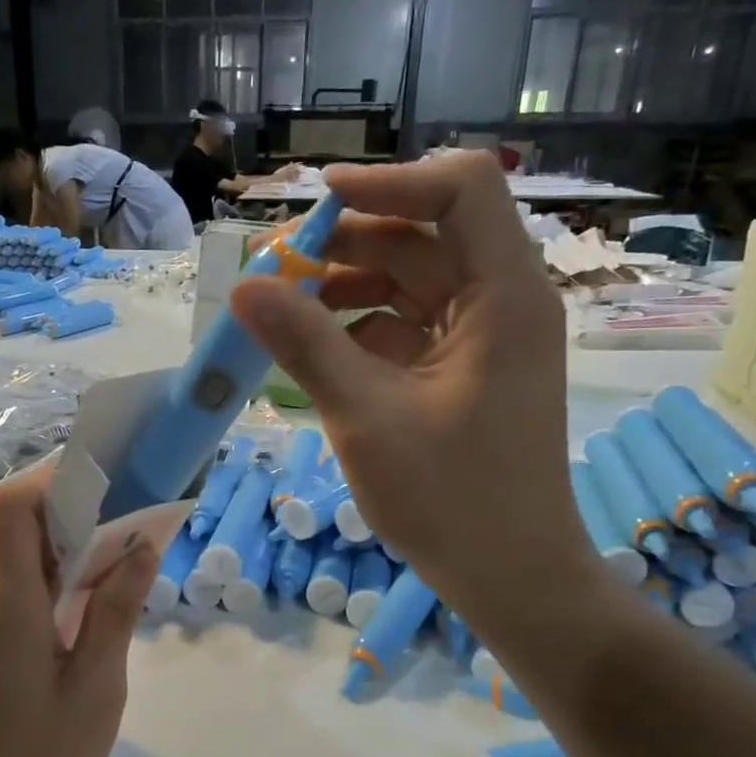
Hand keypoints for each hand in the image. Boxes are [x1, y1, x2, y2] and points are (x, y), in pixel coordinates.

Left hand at [0, 472, 158, 756]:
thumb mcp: (96, 689)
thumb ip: (116, 611)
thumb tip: (142, 548)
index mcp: (4, 603)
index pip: (9, 506)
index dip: (51, 481)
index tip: (102, 487)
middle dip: (53, 502)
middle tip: (108, 519)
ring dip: (40, 533)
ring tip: (94, 555)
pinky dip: (25, 563)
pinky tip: (64, 596)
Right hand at [229, 151, 596, 631]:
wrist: (511, 575)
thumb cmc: (452, 499)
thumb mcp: (367, 416)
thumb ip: (305, 345)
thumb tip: (244, 287)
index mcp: (504, 295)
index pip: (461, 189)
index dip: (390, 181)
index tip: (320, 203)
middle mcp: (503, 301)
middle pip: (425, 234)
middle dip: (349, 242)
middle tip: (277, 266)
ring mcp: (486, 337)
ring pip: (413, 280)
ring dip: (349, 286)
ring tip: (285, 310)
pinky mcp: (466, 369)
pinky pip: (409, 324)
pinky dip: (362, 328)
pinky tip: (317, 351)